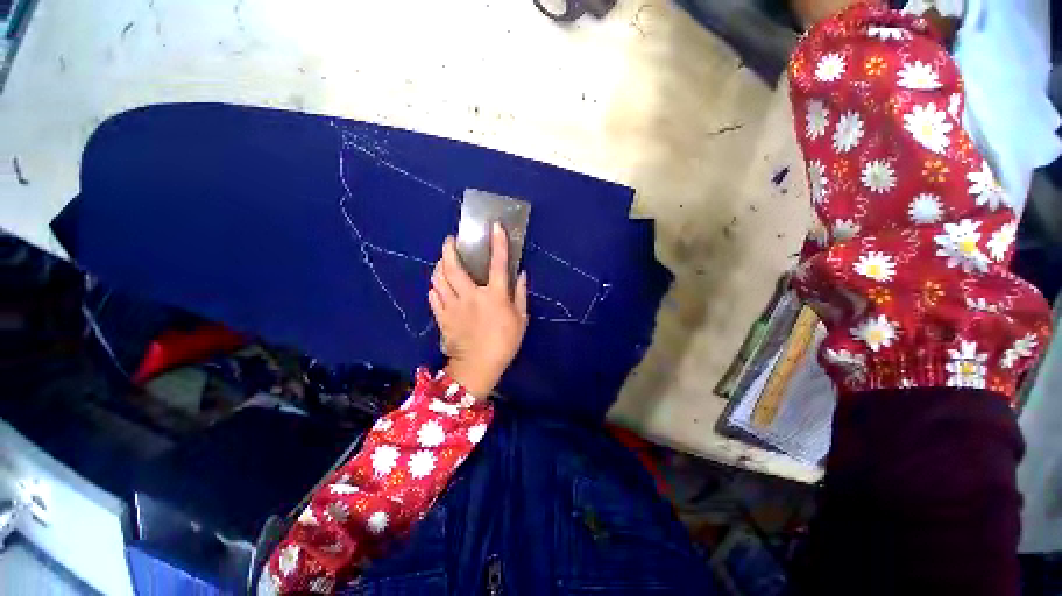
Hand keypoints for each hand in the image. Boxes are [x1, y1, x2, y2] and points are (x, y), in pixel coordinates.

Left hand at [428, 223, 528, 397]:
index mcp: (494, 295)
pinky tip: (437, 285)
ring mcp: (453, 306)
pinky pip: (434, 297)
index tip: (495, 226)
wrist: (479, 366)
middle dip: (449, 250)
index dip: (498, 243)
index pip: (498, 264)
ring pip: (439, 279)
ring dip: (439, 266)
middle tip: (449, 241)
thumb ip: (521, 295)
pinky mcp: (442, 317)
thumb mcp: (521, 319)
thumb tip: (522, 274)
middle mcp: (471, 295)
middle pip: (454, 267)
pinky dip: (435, 288)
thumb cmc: (504, 343)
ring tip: (441, 261)